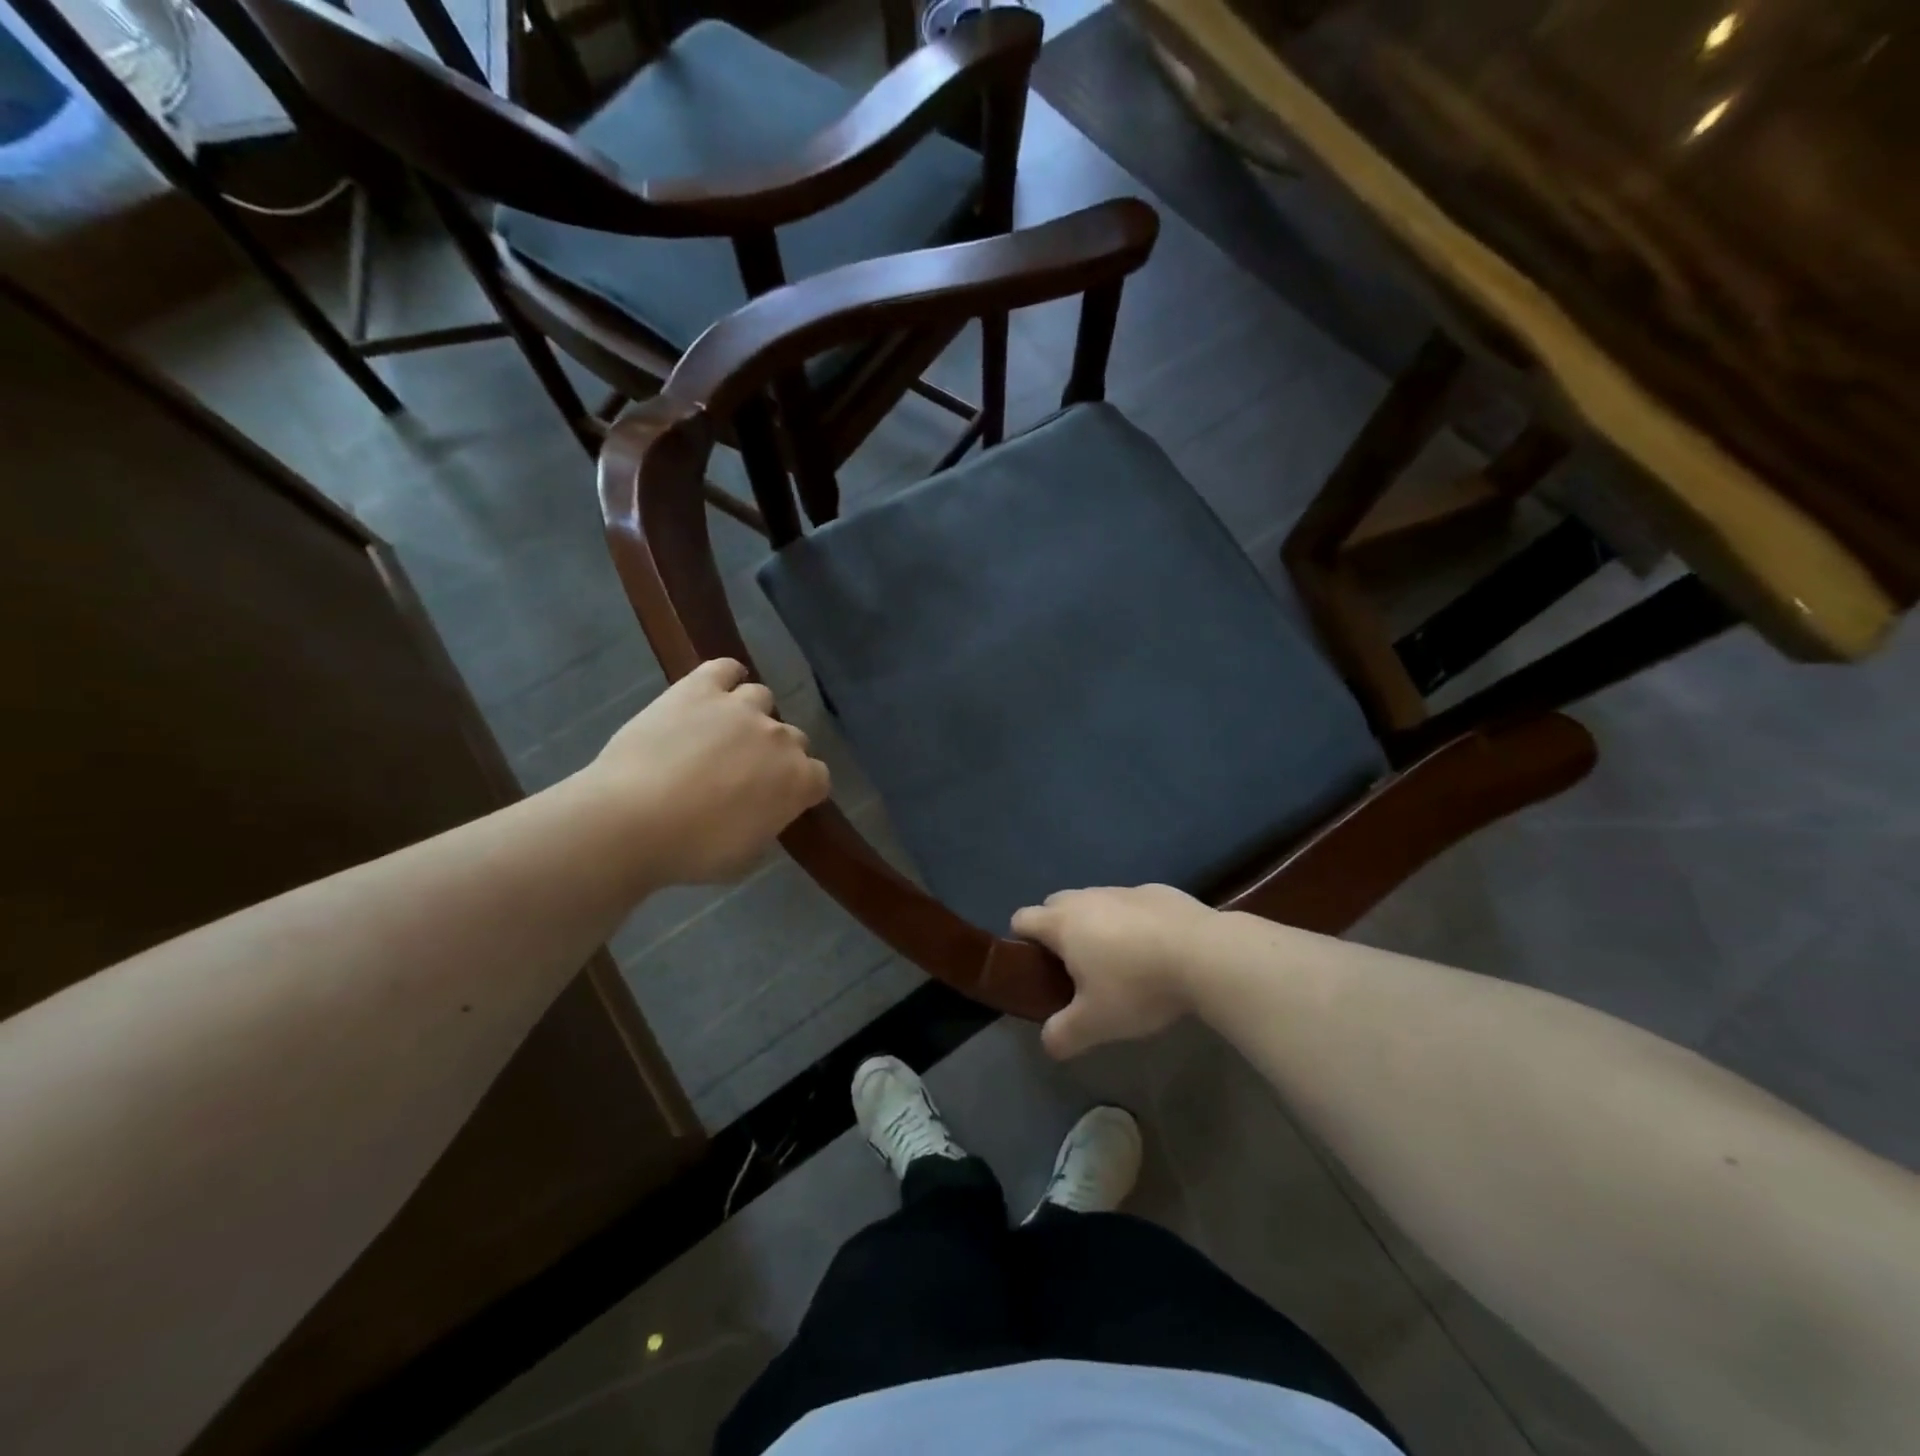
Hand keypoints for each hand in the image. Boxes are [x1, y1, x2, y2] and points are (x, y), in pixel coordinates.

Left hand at [584, 658, 829, 884]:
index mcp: (797, 781)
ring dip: (750, 715)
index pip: (818, 778)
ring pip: (761, 698)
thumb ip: (766, 824)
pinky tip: (715, 690)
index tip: (778, 801)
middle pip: (793, 738)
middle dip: (774, 754)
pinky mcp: (701, 689)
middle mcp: (779, 737)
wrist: (632, 820)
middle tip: (743, 773)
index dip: (800, 789)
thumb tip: (762, 811)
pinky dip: (726, 676)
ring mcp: (741, 707)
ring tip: (722, 733)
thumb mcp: (746, 855)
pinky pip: (725, 668)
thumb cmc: (692, 851)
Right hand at [1011, 884, 1218, 1058]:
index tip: (1035, 967)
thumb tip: (1047, 1043)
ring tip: (1119, 962)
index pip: (1023, 918)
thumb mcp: (1095, 1024)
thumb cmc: (1137, 986)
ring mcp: (1124, 890)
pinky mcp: (1158, 891)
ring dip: (1096, 924)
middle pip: (1056, 904)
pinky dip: (1132, 922)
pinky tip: (1155, 950)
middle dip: (1057, 930)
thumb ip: (1063, 1035)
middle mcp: (1088, 898)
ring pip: (1096, 902)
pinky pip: (1131, 904)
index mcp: (1063, 923)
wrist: (1205, 955)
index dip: (1021, 940)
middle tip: (1075, 969)